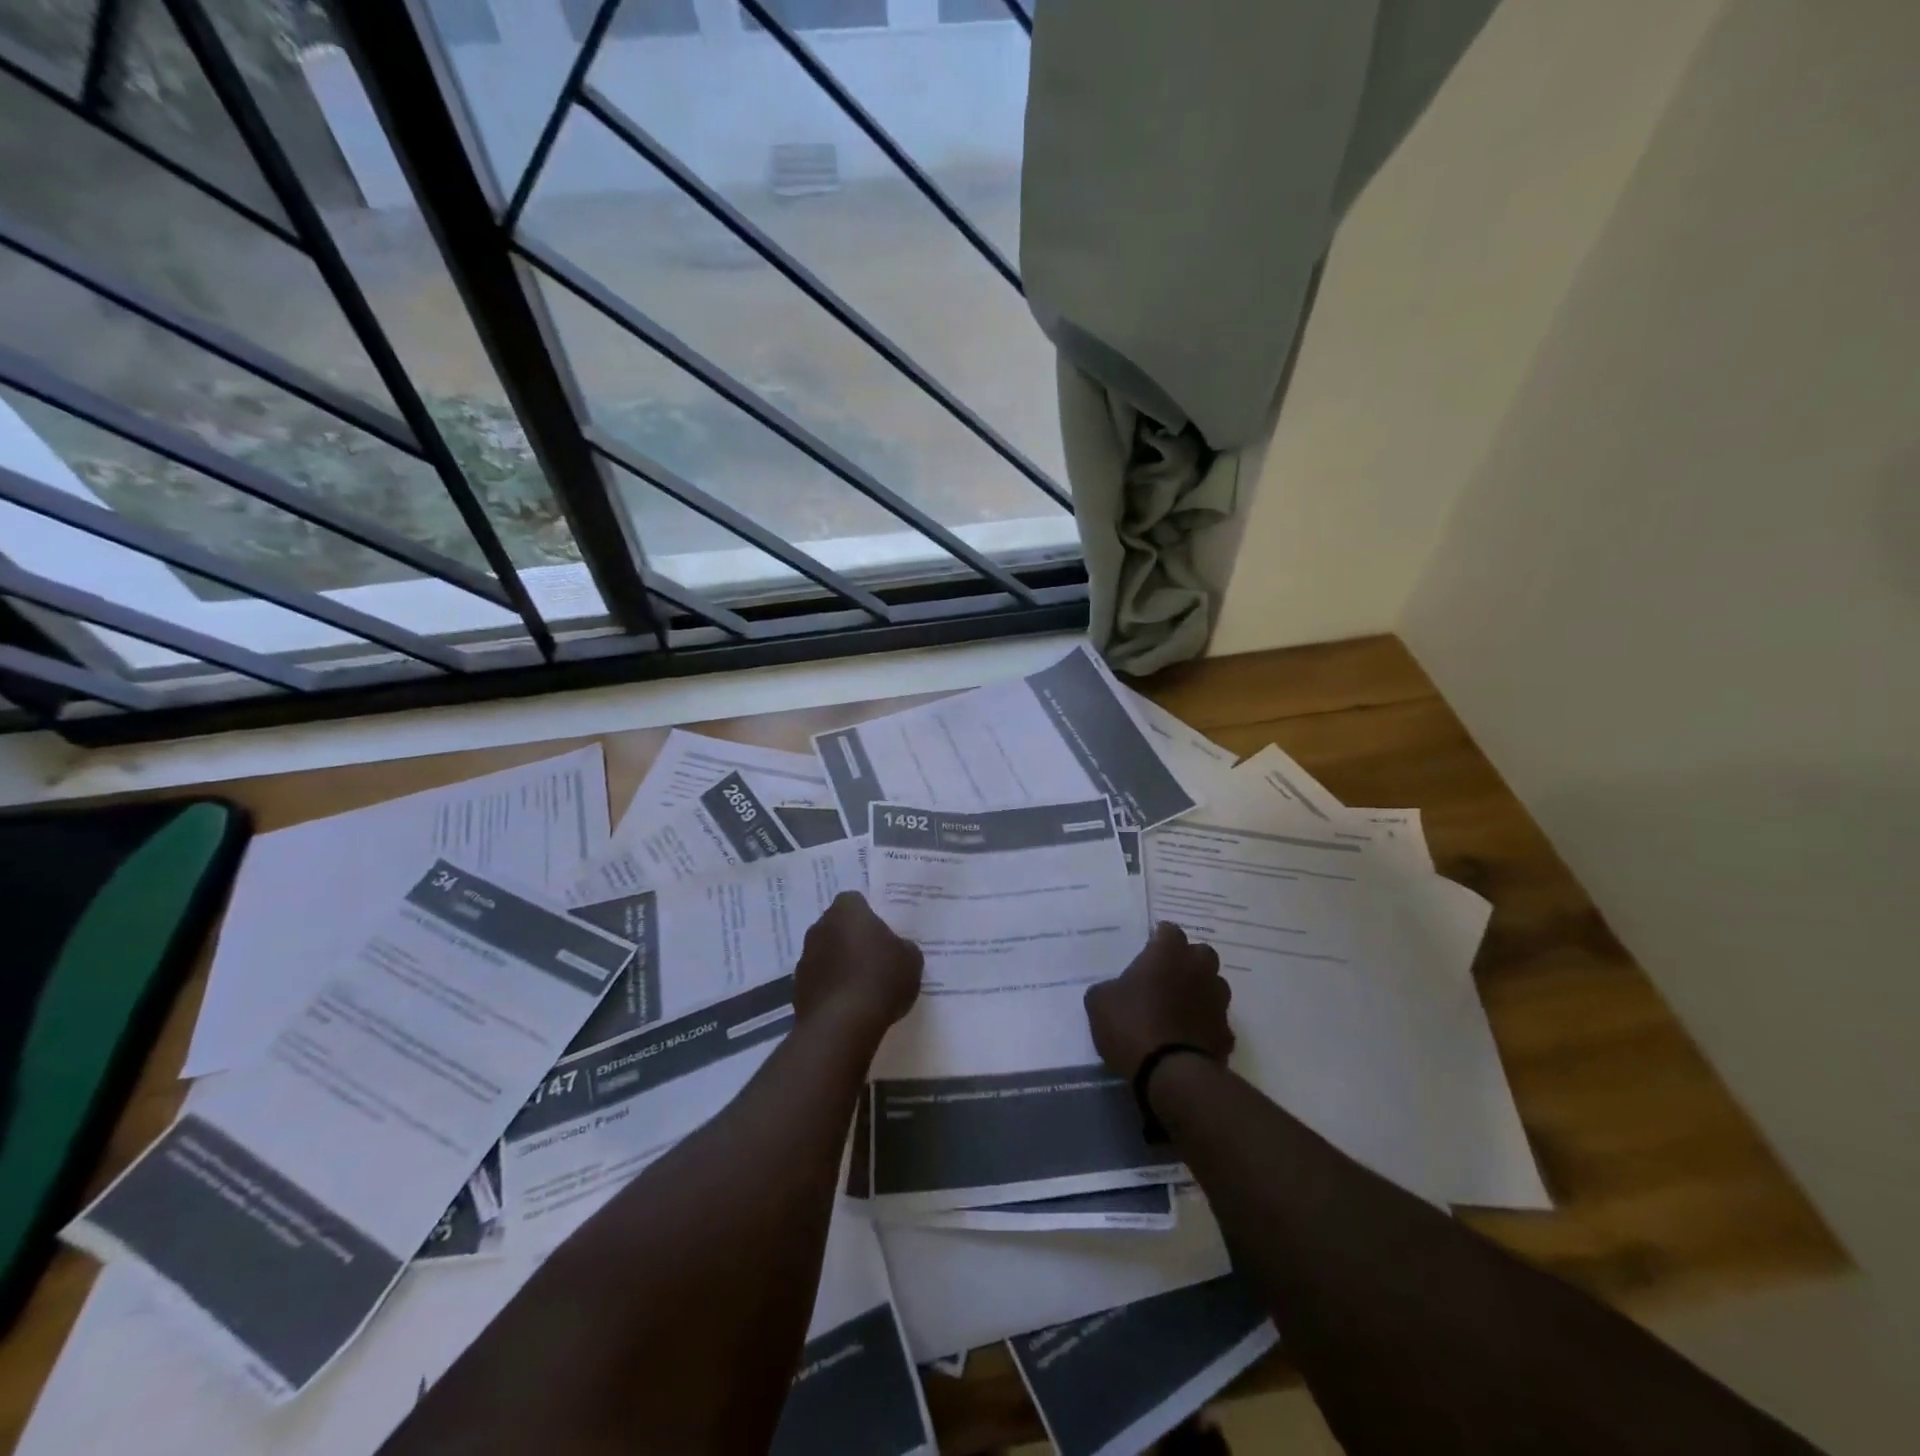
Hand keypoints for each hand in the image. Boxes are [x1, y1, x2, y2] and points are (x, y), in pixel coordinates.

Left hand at [794, 891, 922, 1042]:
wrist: (842, 1025)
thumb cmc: (880, 980)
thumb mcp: (910, 960)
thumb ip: (904, 947)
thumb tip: (898, 948)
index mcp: (847, 911)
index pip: (855, 901)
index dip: (869, 916)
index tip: (882, 933)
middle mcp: (820, 927)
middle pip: (838, 926)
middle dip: (852, 938)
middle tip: (875, 957)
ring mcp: (805, 957)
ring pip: (826, 953)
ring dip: (839, 964)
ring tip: (862, 986)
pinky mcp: (797, 988)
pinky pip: (819, 980)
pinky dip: (830, 988)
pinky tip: (848, 1005)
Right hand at [1085, 922, 1233, 1079]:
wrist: (1171, 1074)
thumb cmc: (1132, 1025)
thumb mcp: (1099, 1003)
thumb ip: (1107, 989)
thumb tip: (1111, 991)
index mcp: (1167, 954)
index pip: (1169, 930)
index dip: (1158, 939)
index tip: (1147, 950)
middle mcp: (1198, 970)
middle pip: (1200, 953)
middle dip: (1187, 960)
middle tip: (1166, 976)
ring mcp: (1217, 1002)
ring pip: (1214, 985)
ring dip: (1200, 991)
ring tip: (1179, 1007)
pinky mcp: (1226, 1033)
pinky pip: (1216, 1021)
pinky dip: (1205, 1025)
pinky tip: (1189, 1038)